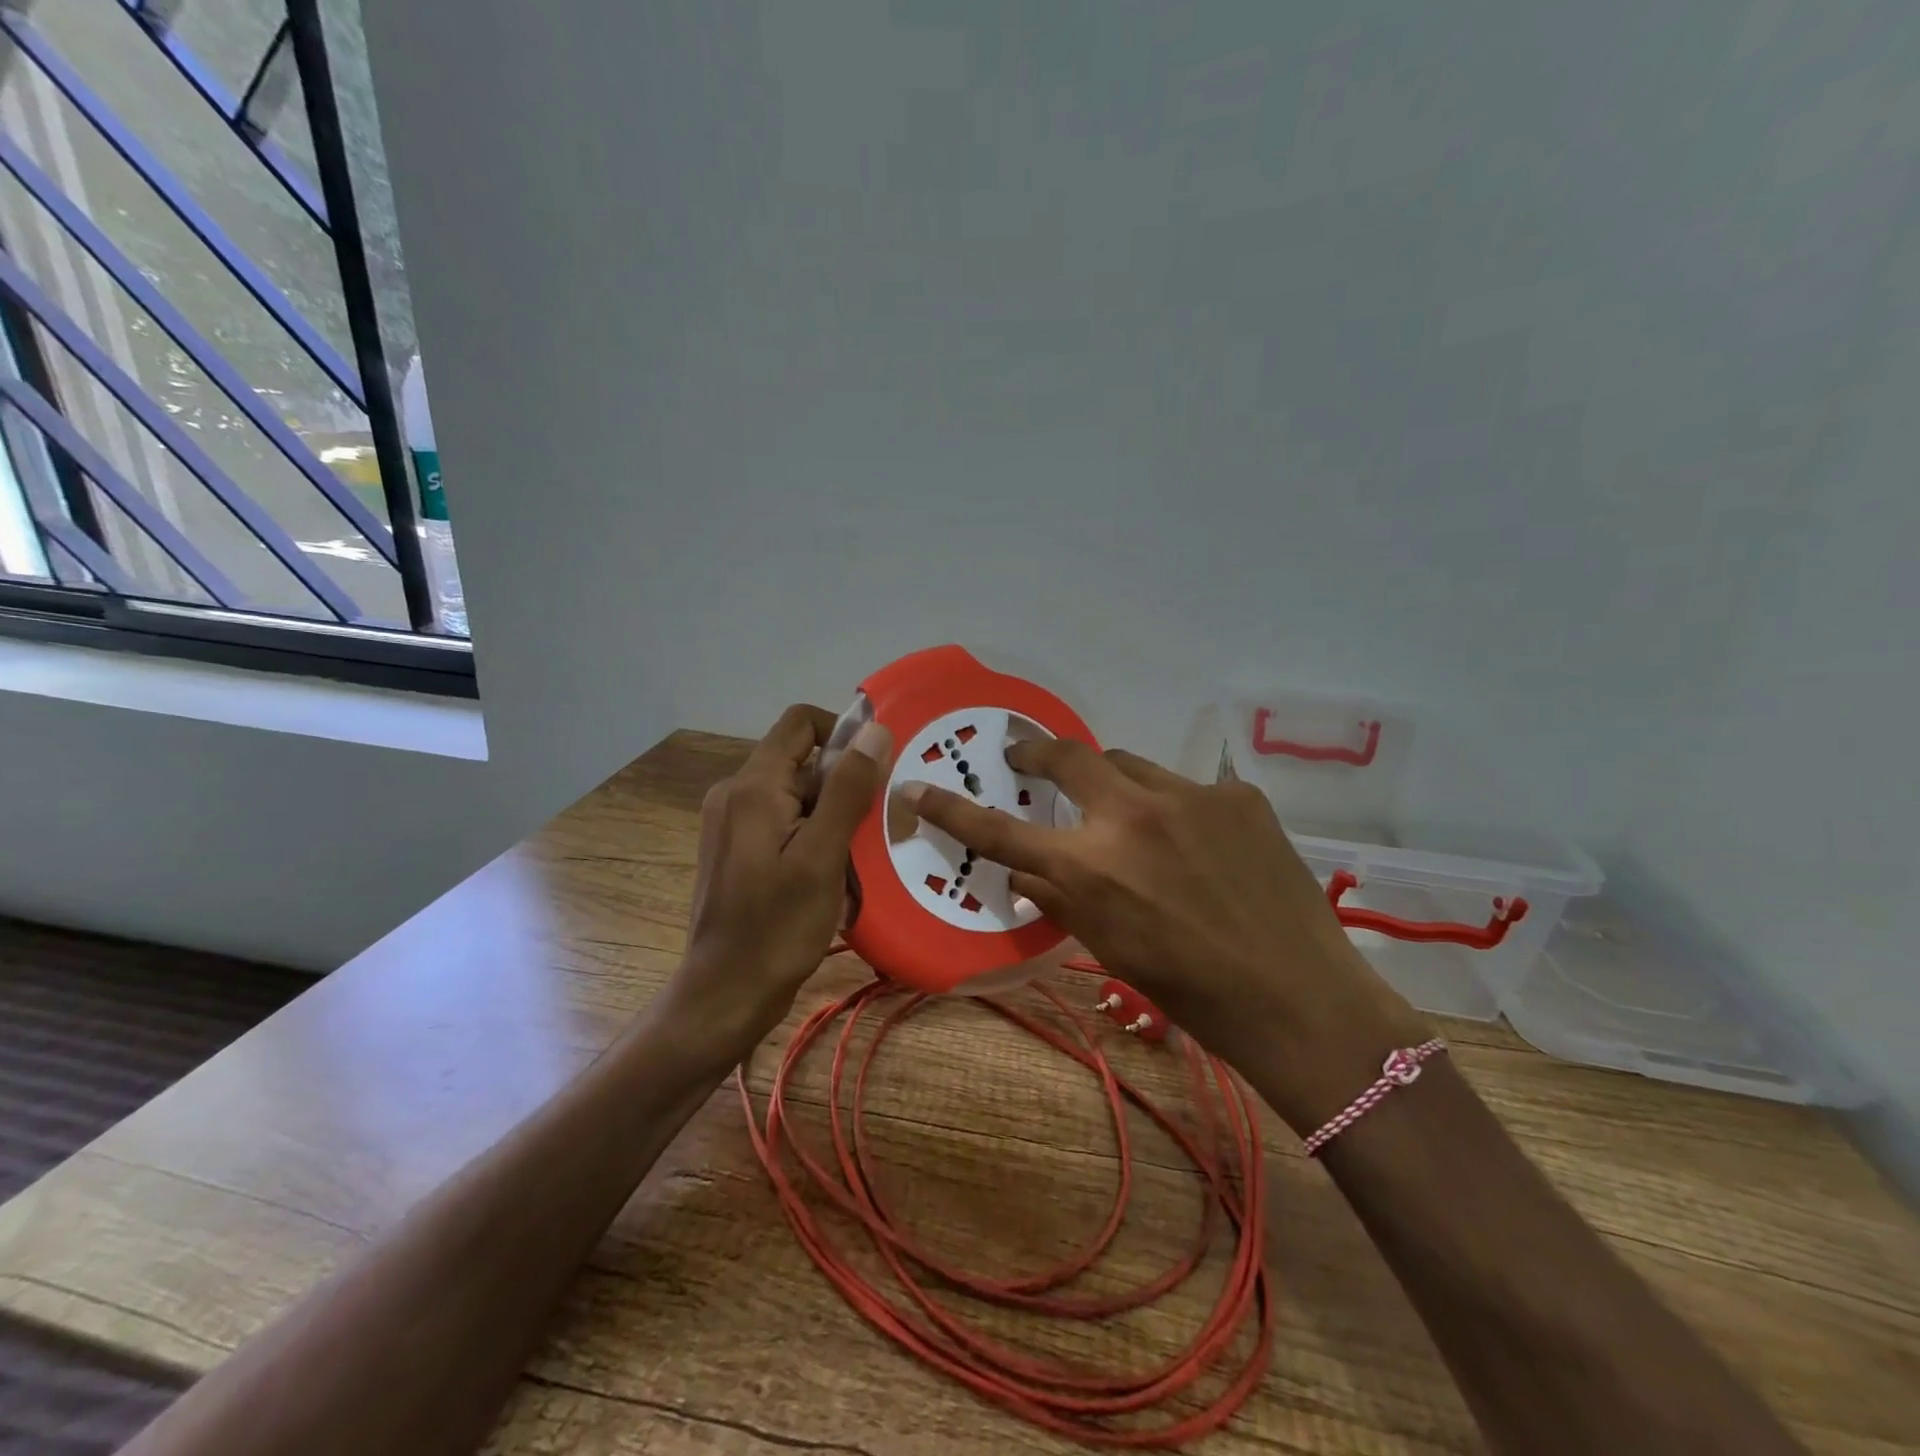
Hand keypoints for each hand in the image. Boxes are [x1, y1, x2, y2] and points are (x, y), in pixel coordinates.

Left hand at [665, 704, 890, 1060]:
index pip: (802, 722)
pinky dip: (813, 835)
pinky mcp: (736, 847)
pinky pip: (783, 820)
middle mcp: (735, 792)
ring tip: (854, 860)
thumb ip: (848, 789)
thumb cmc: (777, 928)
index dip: (844, 733)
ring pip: (797, 794)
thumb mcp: (822, 857)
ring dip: (832, 815)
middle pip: (801, 760)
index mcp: (753, 786)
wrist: (725, 993)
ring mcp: (732, 821)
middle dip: (843, 785)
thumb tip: (875, 730)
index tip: (875, 773)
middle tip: (873, 829)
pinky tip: (831, 874)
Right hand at [899, 740, 1430, 1131]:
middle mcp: (1131, 815)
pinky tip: (1202, 845)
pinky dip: (1179, 808)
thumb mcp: (1108, 948)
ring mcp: (1190, 795)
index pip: (1000, 831)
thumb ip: (1059, 899)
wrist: (1297, 997)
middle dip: (1039, 753)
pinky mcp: (1237, 794)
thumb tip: (1025, 872)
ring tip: (1130, 817)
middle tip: (1029, 760)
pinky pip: (1189, 788)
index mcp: (1090, 867)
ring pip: (1130, 765)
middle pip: (1068, 757)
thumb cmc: (1189, 990)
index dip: (953, 809)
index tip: (919, 786)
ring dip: (1115, 784)